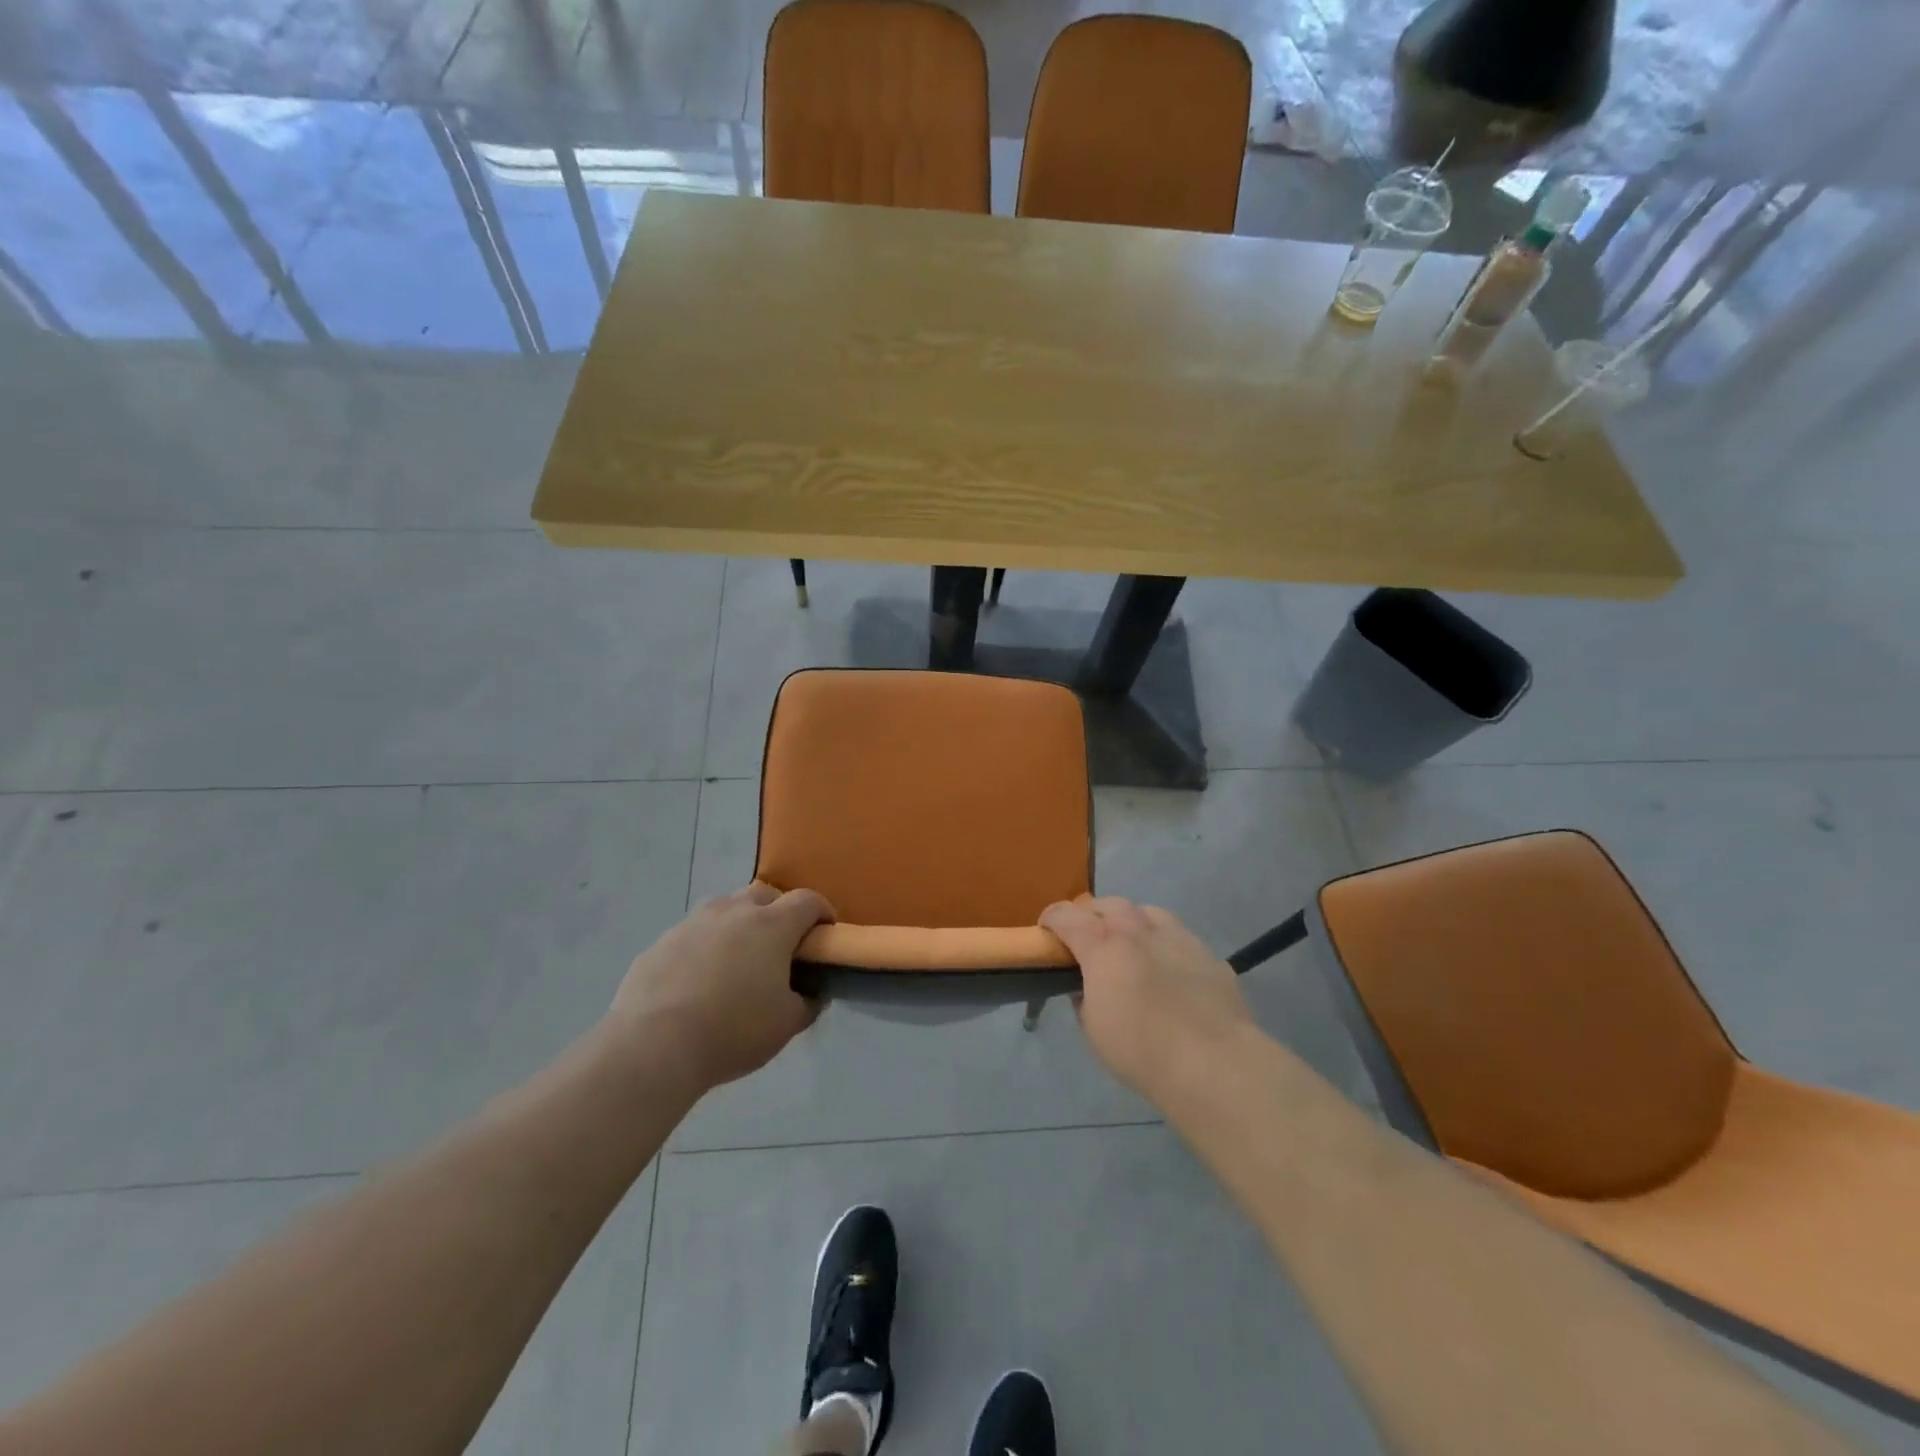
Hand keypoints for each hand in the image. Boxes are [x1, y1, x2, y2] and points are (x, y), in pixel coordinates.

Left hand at [607, 883, 834, 1091]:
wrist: (653, 1045)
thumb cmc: (733, 1030)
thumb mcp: (786, 1025)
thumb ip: (807, 1003)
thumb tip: (813, 993)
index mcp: (772, 925)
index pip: (807, 901)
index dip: (822, 912)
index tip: (825, 932)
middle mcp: (734, 911)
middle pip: (765, 894)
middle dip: (779, 911)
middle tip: (780, 945)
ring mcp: (693, 923)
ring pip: (725, 909)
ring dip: (738, 924)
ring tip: (737, 960)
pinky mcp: (661, 942)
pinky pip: (693, 934)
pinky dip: (704, 946)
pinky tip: (699, 979)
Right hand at [1040, 896, 1255, 1100]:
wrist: (1213, 1062)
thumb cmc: (1141, 1050)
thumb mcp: (1093, 1029)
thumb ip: (1084, 997)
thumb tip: (1086, 986)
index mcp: (1103, 946)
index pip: (1067, 916)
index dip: (1052, 918)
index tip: (1045, 929)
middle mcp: (1138, 930)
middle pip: (1108, 904)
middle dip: (1092, 914)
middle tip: (1087, 935)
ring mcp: (1177, 937)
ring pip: (1146, 911)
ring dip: (1131, 921)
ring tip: (1130, 942)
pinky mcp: (1207, 953)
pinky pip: (1178, 935)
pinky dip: (1164, 943)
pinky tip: (1168, 967)